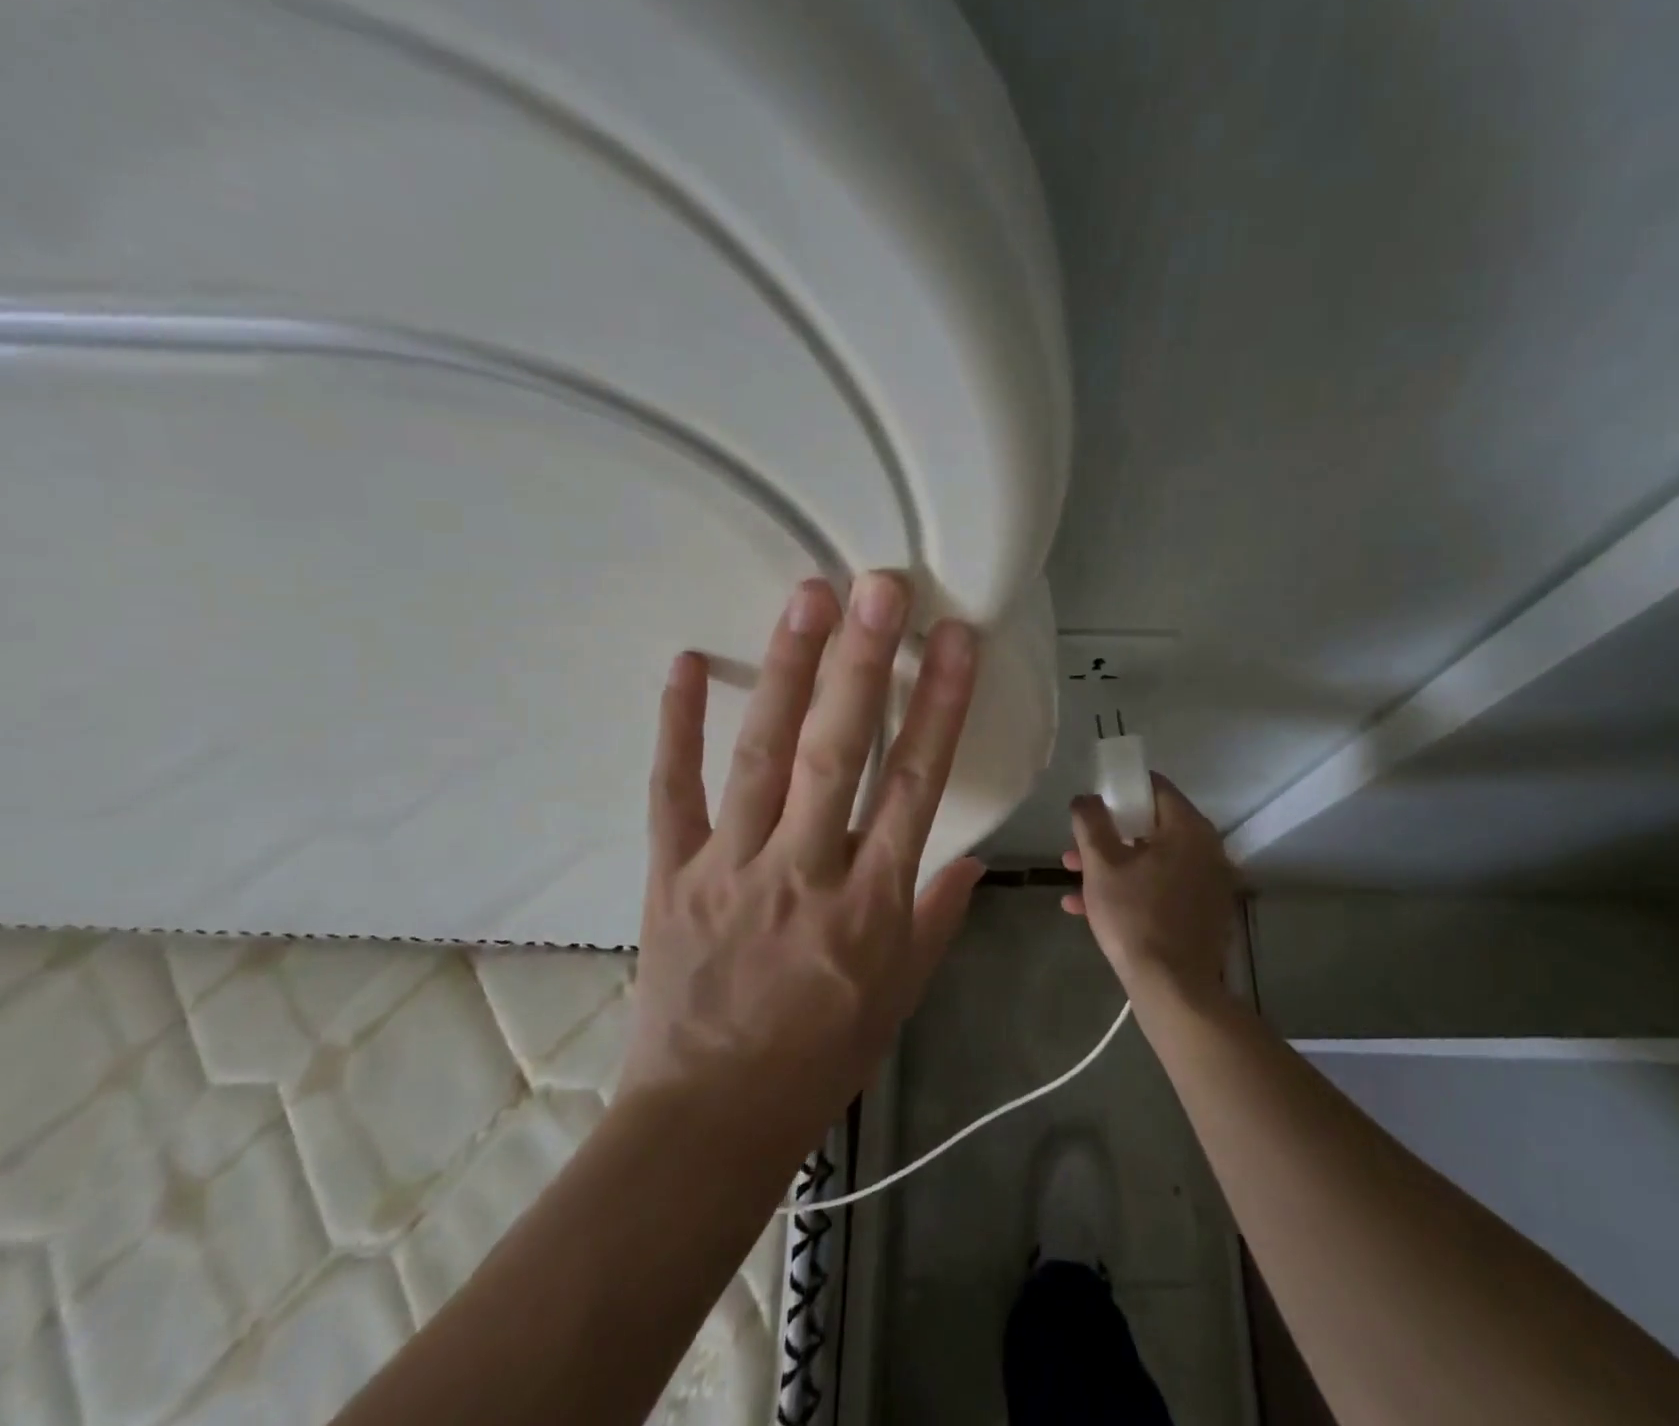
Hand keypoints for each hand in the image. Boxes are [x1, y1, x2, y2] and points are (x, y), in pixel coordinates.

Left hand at [622, 572, 984, 1148]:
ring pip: (764, 756)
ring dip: (789, 672)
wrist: (709, 1123)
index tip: (956, 641)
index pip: (916, 786)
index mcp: (872, 906)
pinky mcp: (672, 875)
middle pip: (839, 753)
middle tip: (879, 588)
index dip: (940, 706)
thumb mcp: (901, 996)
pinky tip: (690, 664)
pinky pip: (673, 791)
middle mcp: (806, 873)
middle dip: (865, 664)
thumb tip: (973, 858)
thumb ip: (937, 917)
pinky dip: (679, 726)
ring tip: (808, 599)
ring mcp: (731, 869)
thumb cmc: (820, 1060)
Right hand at [1063, 775, 1238, 1003]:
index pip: (1155, 788)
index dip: (1120, 790)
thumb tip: (1087, 798)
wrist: (1173, 988)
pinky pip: (1163, 888)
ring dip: (1114, 867)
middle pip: (1151, 827)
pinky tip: (1090, 909)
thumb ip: (1090, 821)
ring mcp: (1209, 883)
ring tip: (1073, 883)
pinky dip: (1132, 890)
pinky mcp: (1204, 913)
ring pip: (1153, 861)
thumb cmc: (1135, 917)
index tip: (1094, 805)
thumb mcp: (1101, 864)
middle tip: (1076, 850)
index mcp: (1188, 829)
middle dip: (1109, 837)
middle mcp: (1207, 850)